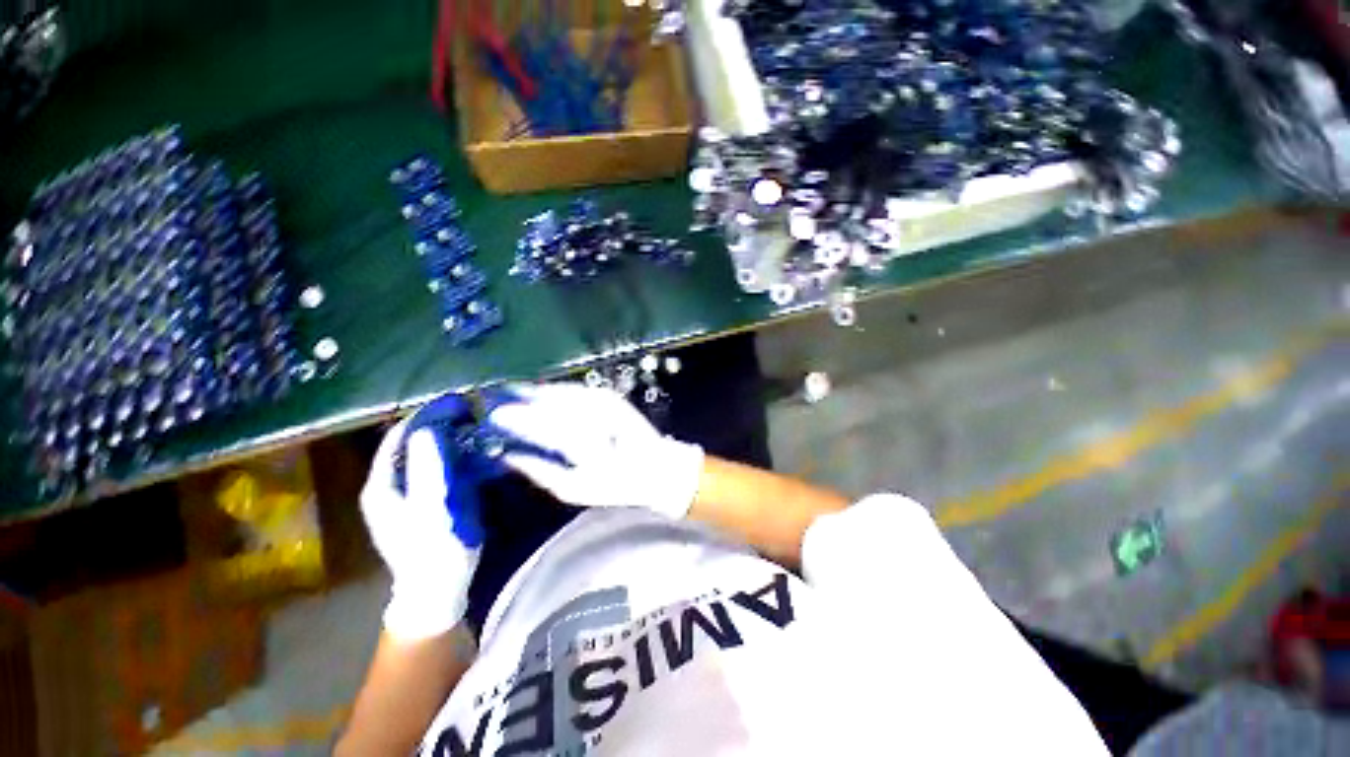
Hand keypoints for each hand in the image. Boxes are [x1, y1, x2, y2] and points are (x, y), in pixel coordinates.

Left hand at [361, 396, 484, 639]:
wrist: (438, 590)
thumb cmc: (434, 550)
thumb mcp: (434, 508)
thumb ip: (428, 469)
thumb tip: (426, 429)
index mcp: (382, 485)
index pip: (398, 437)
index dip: (425, 416)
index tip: (456, 403)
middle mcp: (388, 486)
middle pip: (410, 444)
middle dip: (437, 425)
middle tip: (469, 412)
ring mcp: (404, 495)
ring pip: (422, 455)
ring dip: (446, 439)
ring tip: (473, 426)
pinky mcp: (421, 502)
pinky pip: (433, 468)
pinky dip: (450, 455)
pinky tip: (471, 451)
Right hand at [485, 383, 703, 518]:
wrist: (655, 467)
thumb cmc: (613, 485)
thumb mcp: (572, 488)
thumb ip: (539, 471)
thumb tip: (508, 456)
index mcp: (582, 445)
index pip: (542, 426)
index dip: (516, 419)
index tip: (494, 416)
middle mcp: (593, 418)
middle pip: (550, 405)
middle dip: (522, 401)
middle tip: (498, 401)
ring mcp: (604, 404)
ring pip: (563, 393)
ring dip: (538, 391)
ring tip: (516, 392)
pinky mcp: (611, 397)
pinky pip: (578, 390)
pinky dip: (558, 389)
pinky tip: (545, 391)